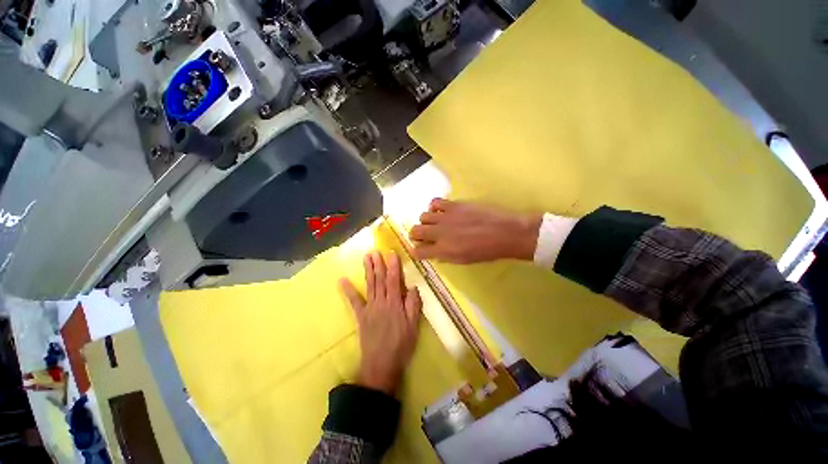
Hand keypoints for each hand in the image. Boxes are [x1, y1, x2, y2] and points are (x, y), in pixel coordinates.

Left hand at [340, 251, 421, 394]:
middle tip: (375, 250)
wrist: (382, 365)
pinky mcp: (361, 316)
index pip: (394, 280)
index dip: (393, 266)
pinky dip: (348, 291)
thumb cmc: (401, 345)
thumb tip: (413, 287)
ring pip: (370, 285)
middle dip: (378, 264)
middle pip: (380, 280)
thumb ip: (414, 305)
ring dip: (368, 270)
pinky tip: (342, 280)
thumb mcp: (414, 326)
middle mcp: (381, 302)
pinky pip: (354, 302)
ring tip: (366, 257)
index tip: (391, 253)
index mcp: (395, 304)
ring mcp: (370, 308)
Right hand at [409, 198, 541, 263]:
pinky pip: (435, 202)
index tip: (419, 249)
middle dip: (416, 235)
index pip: (418, 251)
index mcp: (442, 250)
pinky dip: (434, 207)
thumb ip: (445, 256)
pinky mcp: (453, 205)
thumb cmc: (486, 251)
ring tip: (435, 223)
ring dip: (426, 221)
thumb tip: (435, 252)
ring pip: (423, 216)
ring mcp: (445, 217)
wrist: (504, 233)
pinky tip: (441, 211)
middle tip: (424, 236)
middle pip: (415, 231)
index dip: (416, 251)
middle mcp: (439, 233)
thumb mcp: (464, 260)